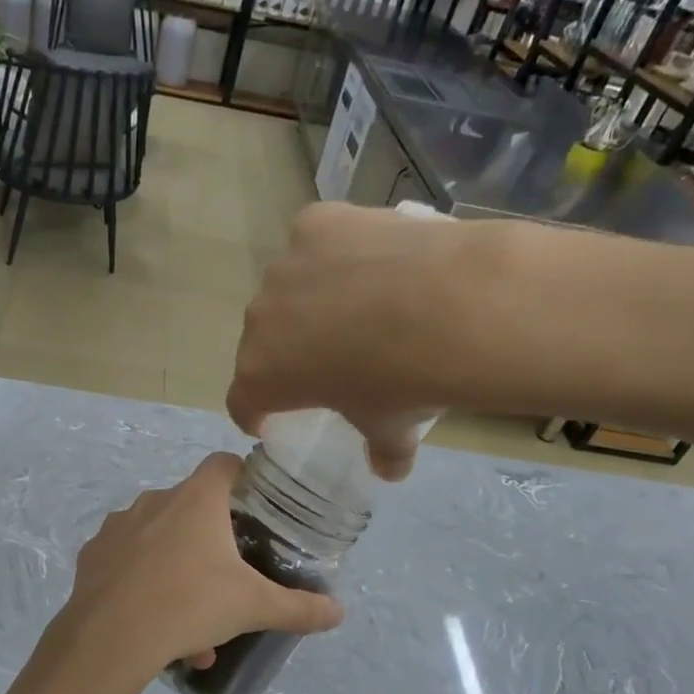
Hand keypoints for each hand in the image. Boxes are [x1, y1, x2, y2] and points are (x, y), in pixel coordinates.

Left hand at [47, 454, 343, 688]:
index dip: (243, 478)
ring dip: (178, 573)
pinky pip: (127, 562)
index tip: (255, 508)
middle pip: (192, 508)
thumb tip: (338, 612)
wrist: (109, 638)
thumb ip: (299, 608)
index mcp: (196, 499)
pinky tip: (152, 624)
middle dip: (211, 544)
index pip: (224, 464)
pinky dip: (144, 584)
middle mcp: (155, 500)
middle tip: (226, 583)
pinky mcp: (93, 554)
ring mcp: (118, 525)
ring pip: (158, 542)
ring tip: (191, 626)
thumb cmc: (189, 605)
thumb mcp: (253, 607)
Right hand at [227, 202, 523, 478]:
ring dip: (308, 299)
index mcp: (262, 376)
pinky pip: (314, 241)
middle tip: (325, 357)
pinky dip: (333, 252)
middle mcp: (259, 319)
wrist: (452, 307)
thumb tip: (389, 469)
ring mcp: (284, 267)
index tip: (271, 417)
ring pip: (287, 288)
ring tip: (357, 302)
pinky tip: (370, 258)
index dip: (255, 412)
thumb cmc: (406, 381)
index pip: (242, 401)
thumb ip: (382, 451)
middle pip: (262, 340)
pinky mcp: (314, 224)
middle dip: (285, 351)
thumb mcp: (392, 428)